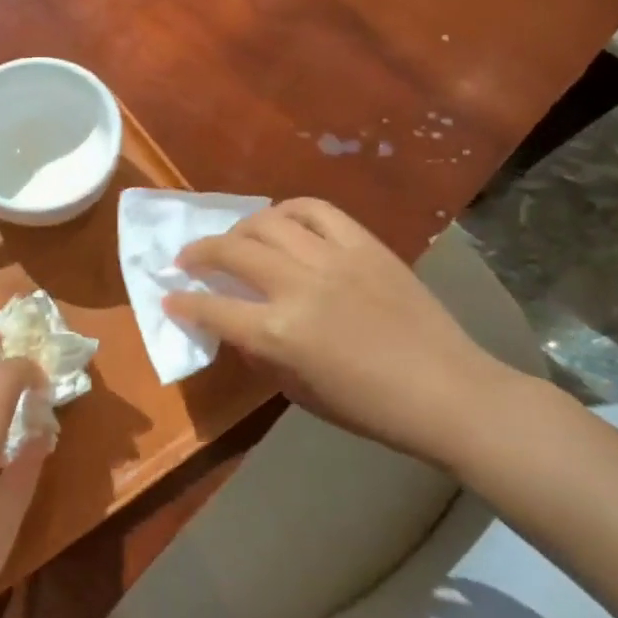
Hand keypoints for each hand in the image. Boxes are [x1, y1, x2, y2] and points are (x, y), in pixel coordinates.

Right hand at [165, 198, 530, 469]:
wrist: (447, 392)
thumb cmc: (368, 408)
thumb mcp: (297, 390)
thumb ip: (259, 352)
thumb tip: (235, 325)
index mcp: (279, 333)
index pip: (212, 307)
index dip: (183, 302)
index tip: (170, 297)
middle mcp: (299, 286)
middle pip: (230, 252)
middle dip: (197, 253)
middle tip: (187, 260)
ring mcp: (334, 259)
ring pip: (267, 222)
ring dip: (238, 229)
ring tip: (234, 239)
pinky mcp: (365, 245)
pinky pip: (316, 210)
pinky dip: (288, 210)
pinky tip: (280, 222)